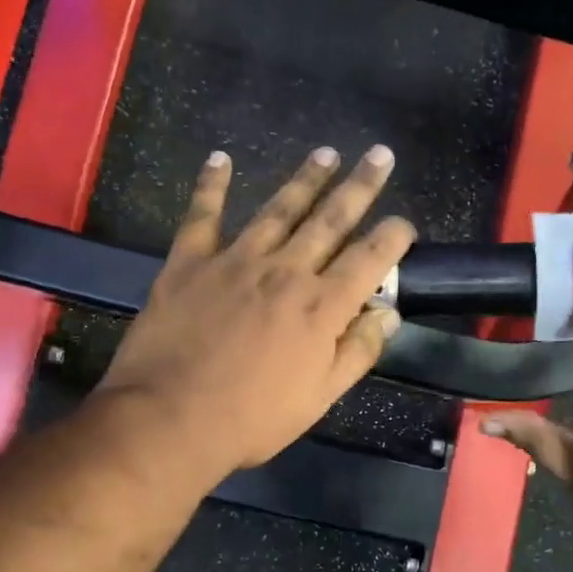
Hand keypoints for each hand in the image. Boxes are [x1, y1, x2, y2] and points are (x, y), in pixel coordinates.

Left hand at [99, 145, 415, 475]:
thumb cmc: (251, 418)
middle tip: (379, 155)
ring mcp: (234, 261)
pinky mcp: (189, 262)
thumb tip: (388, 314)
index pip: (369, 260)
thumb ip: (356, 352)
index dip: (392, 237)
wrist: (169, 418)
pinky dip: (210, 186)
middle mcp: (284, 272)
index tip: (403, 223)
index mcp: (321, 307)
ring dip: (305, 179)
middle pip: (330, 220)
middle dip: (360, 186)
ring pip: (278, 209)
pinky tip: (220, 159)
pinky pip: (202, 216)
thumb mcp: (318, 399)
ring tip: (326, 153)